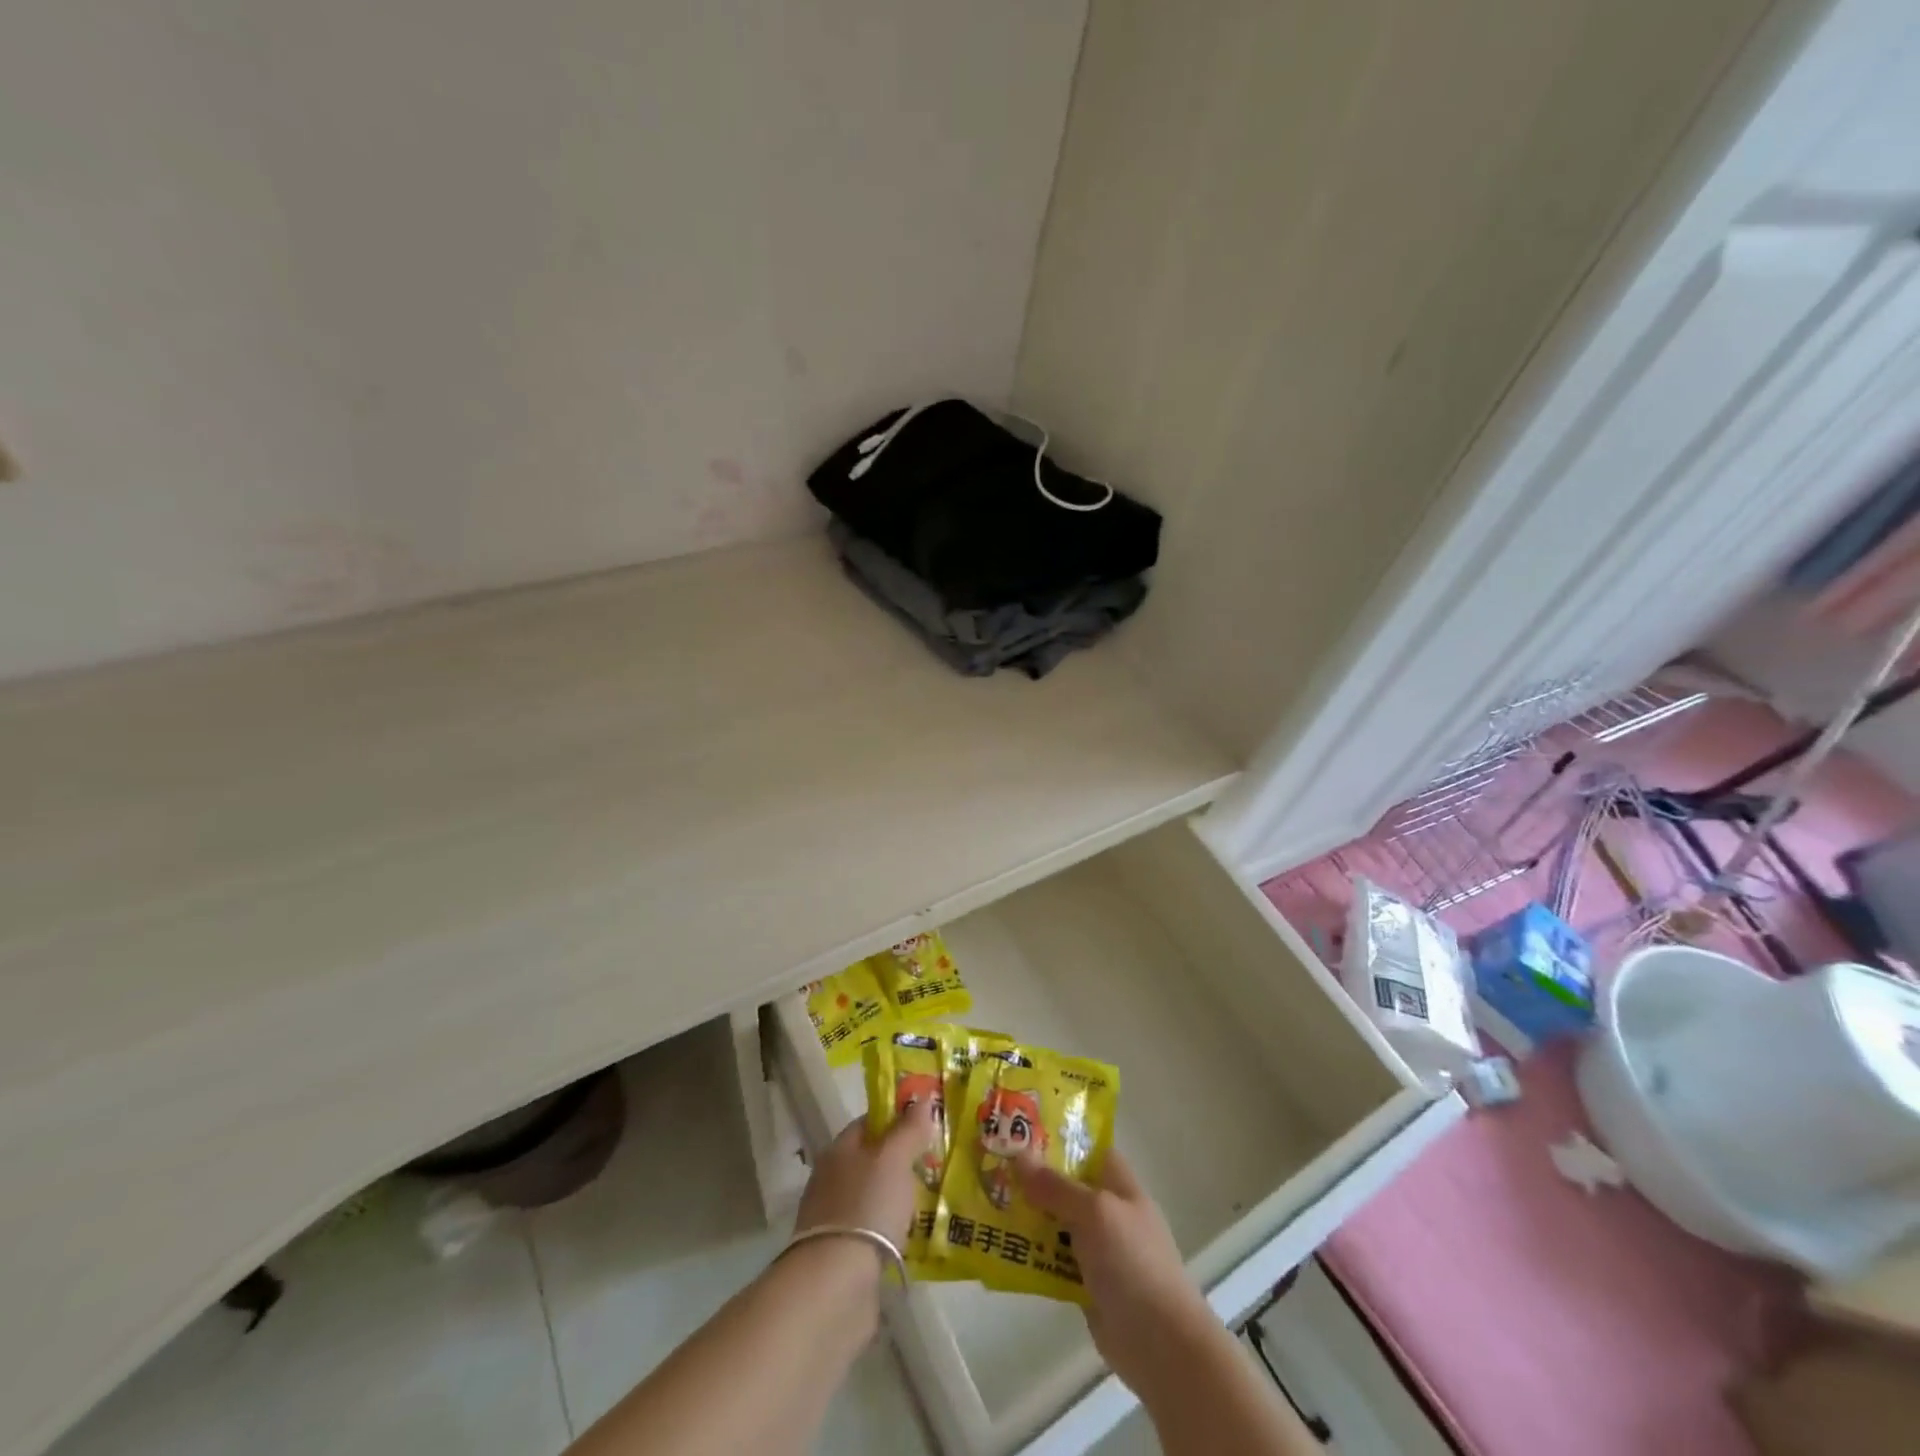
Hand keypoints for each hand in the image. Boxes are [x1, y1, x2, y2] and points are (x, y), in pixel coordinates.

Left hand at [795, 1101, 936, 1252]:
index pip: (868, 1123)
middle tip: (934, 1165)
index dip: (896, 1119)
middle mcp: (831, 1180)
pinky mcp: (841, 1256)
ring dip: (895, 1199)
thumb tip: (921, 1100)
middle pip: (870, 1161)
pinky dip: (890, 1231)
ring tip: (929, 1203)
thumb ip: (908, 1129)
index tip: (925, 1124)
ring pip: (872, 1197)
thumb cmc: (866, 1206)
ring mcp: (833, 1220)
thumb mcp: (893, 1159)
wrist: (835, 1285)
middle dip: (899, 1162)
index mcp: (838, 1151)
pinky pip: (873, 1232)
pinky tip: (912, 1238)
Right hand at [1015, 1149, 1216, 1401]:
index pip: (1086, 1148)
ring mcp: (1097, 1248)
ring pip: (1054, 1222)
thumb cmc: (1133, 1261)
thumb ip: (1056, 1186)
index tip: (1018, 1131)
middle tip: (991, 1165)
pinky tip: (1000, 1246)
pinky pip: (1052, 1259)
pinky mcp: (1085, 1283)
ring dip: (1026, 1216)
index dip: (1056, 1137)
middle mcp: (1107, 1210)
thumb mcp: (1095, 1212)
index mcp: (1118, 1183)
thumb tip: (1019, 1155)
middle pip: (1065, 1185)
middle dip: (1032, 1177)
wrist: (1161, 1343)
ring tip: (986, 1202)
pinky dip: (1030, 1253)